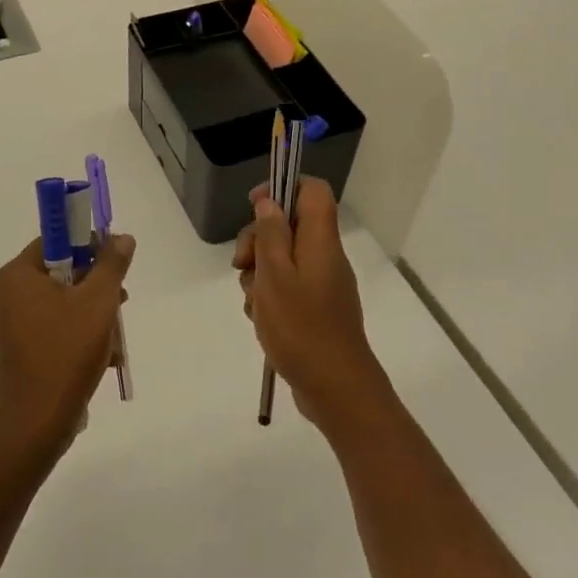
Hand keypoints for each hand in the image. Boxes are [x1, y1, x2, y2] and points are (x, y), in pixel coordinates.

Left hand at [0, 234, 135, 461]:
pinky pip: (55, 328)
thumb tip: (122, 238)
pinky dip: (80, 336)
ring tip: (116, 338)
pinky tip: (104, 358)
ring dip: (94, 315)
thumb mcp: (98, 302)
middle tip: (120, 303)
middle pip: (63, 273)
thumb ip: (111, 265)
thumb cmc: (65, 353)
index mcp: (18, 275)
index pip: (57, 240)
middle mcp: (9, 294)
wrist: (35, 423)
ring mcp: (12, 324)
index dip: (90, 246)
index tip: (115, 264)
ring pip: (64, 304)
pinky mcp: (20, 350)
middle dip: (97, 288)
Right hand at [233, 178, 391, 437]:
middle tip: (241, 265)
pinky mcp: (315, 310)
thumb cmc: (301, 328)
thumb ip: (270, 234)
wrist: (336, 389)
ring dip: (259, 275)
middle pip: (289, 226)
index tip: (253, 206)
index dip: (282, 187)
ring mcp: (321, 285)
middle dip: (258, 241)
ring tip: (254, 303)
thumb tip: (269, 202)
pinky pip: (286, 289)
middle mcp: (325, 257)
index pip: (312, 190)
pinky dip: (269, 298)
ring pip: (282, 260)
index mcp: (321, 241)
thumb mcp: (275, 276)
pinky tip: (261, 320)